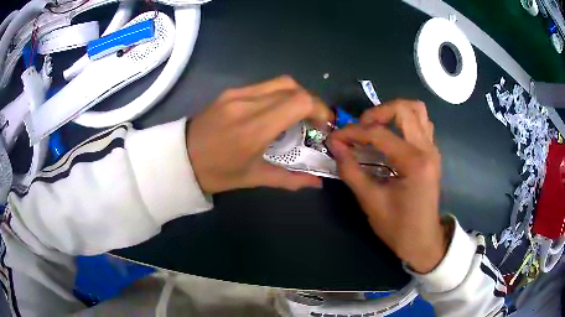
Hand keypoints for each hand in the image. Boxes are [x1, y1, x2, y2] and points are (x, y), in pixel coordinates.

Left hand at [187, 76, 332, 193]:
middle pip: (293, 87)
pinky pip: (263, 86)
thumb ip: (290, 179)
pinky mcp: (230, 92)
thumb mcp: (254, 178)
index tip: (323, 125)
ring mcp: (236, 94)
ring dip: (295, 96)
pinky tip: (274, 112)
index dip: (319, 109)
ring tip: (295, 116)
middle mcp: (247, 103)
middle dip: (310, 102)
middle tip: (312, 122)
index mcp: (254, 128)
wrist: (180, 158)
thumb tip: (318, 183)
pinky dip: (278, 95)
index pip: (299, 101)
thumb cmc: (216, 173)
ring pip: (279, 82)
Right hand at [329, 99, 449, 273]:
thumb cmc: (397, 227)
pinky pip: (422, 123)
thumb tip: (335, 145)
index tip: (335, 138)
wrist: (422, 241)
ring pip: (417, 110)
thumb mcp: (370, 201)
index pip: (379, 133)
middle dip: (377, 112)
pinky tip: (393, 137)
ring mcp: (433, 149)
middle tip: (360, 129)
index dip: (353, 132)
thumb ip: (350, 170)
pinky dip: (405, 121)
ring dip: (394, 112)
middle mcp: (427, 149)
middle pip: (404, 108)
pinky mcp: (432, 154)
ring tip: (377, 127)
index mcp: (413, 162)